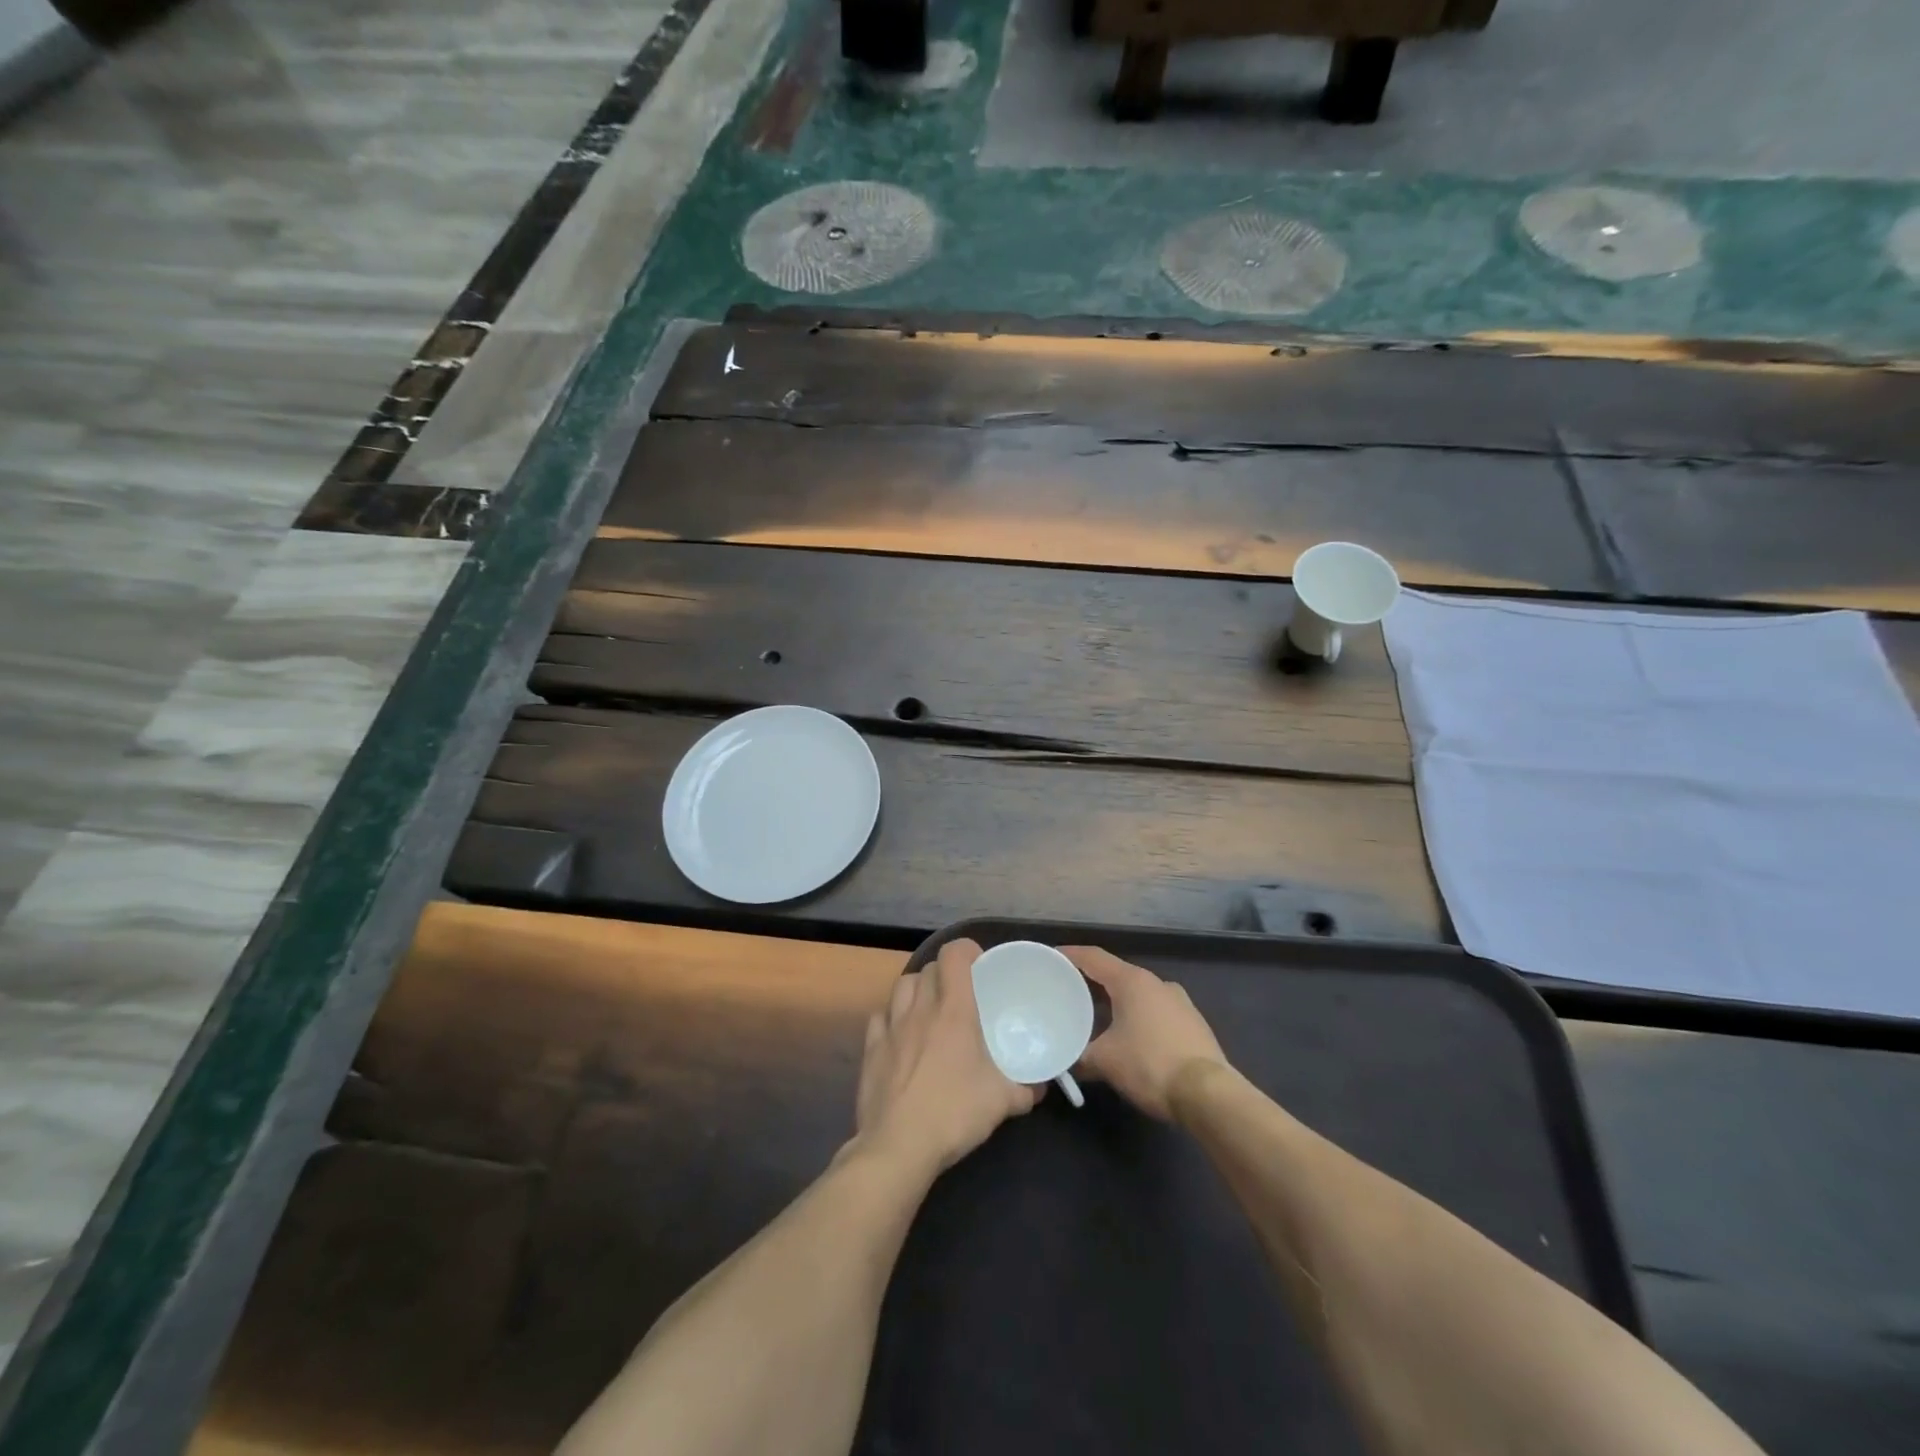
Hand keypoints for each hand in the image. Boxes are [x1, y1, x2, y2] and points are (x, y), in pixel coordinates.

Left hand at [853, 939, 1042, 1175]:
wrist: (898, 1146)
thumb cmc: (954, 1113)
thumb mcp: (1002, 1102)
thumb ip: (1025, 1088)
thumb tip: (1040, 1086)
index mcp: (954, 1010)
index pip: (954, 954)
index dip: (967, 951)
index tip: (981, 967)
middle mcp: (920, 1009)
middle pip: (929, 968)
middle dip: (946, 973)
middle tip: (962, 995)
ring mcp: (891, 1027)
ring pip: (902, 986)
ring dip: (918, 989)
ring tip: (930, 1009)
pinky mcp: (871, 1049)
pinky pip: (880, 1017)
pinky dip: (892, 1018)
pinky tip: (901, 1036)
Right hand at [1063, 947, 1228, 1120]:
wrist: (1209, 1094)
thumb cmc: (1150, 1065)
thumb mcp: (1105, 1061)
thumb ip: (1079, 1056)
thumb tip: (1065, 1063)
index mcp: (1132, 981)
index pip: (1094, 957)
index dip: (1070, 955)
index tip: (1052, 957)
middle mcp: (1157, 983)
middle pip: (1116, 974)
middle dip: (1092, 982)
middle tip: (1068, 991)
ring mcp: (1180, 1002)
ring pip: (1138, 994)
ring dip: (1116, 1001)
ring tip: (1096, 1016)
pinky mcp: (1193, 1024)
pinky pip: (1156, 1011)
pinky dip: (1137, 1016)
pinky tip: (1129, 1036)